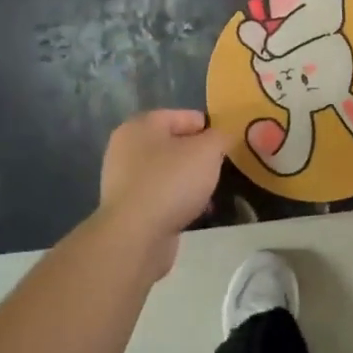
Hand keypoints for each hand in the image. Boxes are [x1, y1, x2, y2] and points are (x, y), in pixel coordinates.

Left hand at [99, 110, 226, 266]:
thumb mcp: (208, 151)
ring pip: (168, 172)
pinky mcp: (128, 207)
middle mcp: (127, 147)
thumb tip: (221, 137)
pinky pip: (160, 195)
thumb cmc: (171, 182)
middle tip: (221, 169)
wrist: (136, 236)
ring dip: (190, 180)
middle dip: (200, 156)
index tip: (228, 145)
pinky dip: (178, 200)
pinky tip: (196, 212)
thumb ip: (220, 137)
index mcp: (141, 125)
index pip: (184, 116)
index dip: (210, 128)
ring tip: (212, 193)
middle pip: (174, 144)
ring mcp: (124, 179)